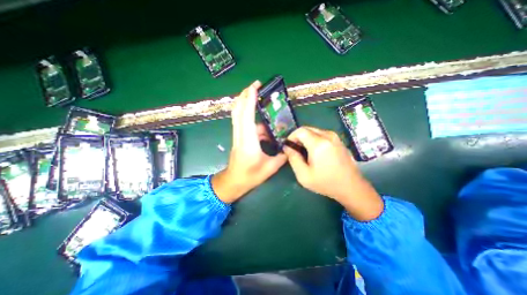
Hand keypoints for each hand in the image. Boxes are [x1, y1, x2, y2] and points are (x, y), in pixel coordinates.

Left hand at [210, 82, 286, 203]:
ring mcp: (238, 135)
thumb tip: (290, 146)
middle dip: (245, 95)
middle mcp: (240, 135)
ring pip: (238, 115)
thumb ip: (282, 156)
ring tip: (259, 99)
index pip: (246, 115)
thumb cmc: (250, 176)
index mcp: (248, 141)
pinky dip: (252, 118)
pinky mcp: (239, 137)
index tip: (255, 86)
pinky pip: (243, 123)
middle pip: (238, 110)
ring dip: (246, 103)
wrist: (234, 181)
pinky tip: (265, 126)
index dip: (249, 99)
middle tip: (256, 85)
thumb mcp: (270, 167)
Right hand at [285, 127, 383, 220]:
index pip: (300, 130)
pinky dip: (314, 140)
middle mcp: (328, 136)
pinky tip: (315, 152)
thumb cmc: (326, 183)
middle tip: (295, 150)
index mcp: (319, 144)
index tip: (289, 146)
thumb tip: (286, 147)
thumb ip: (293, 158)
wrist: (351, 187)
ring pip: (314, 131)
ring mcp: (335, 137)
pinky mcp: (338, 140)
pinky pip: (322, 134)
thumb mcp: (304, 175)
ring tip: (304, 152)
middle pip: (307, 129)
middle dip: (298, 137)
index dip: (291, 136)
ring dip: (306, 139)